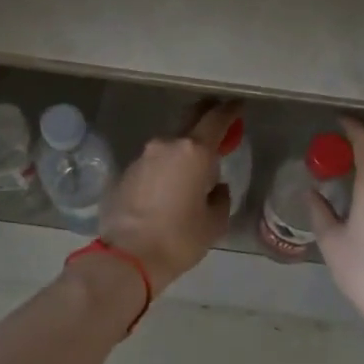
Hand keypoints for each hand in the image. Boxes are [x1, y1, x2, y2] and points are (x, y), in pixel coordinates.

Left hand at [99, 100, 237, 293]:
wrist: (128, 257)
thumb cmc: (179, 239)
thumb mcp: (214, 222)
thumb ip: (220, 197)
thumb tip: (214, 187)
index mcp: (194, 152)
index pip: (216, 119)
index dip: (230, 110)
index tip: (238, 105)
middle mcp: (166, 145)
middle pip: (189, 119)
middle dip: (205, 116)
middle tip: (217, 120)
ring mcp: (142, 157)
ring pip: (169, 145)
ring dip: (182, 150)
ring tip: (192, 169)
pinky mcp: (125, 173)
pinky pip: (153, 164)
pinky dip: (164, 169)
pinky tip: (168, 188)